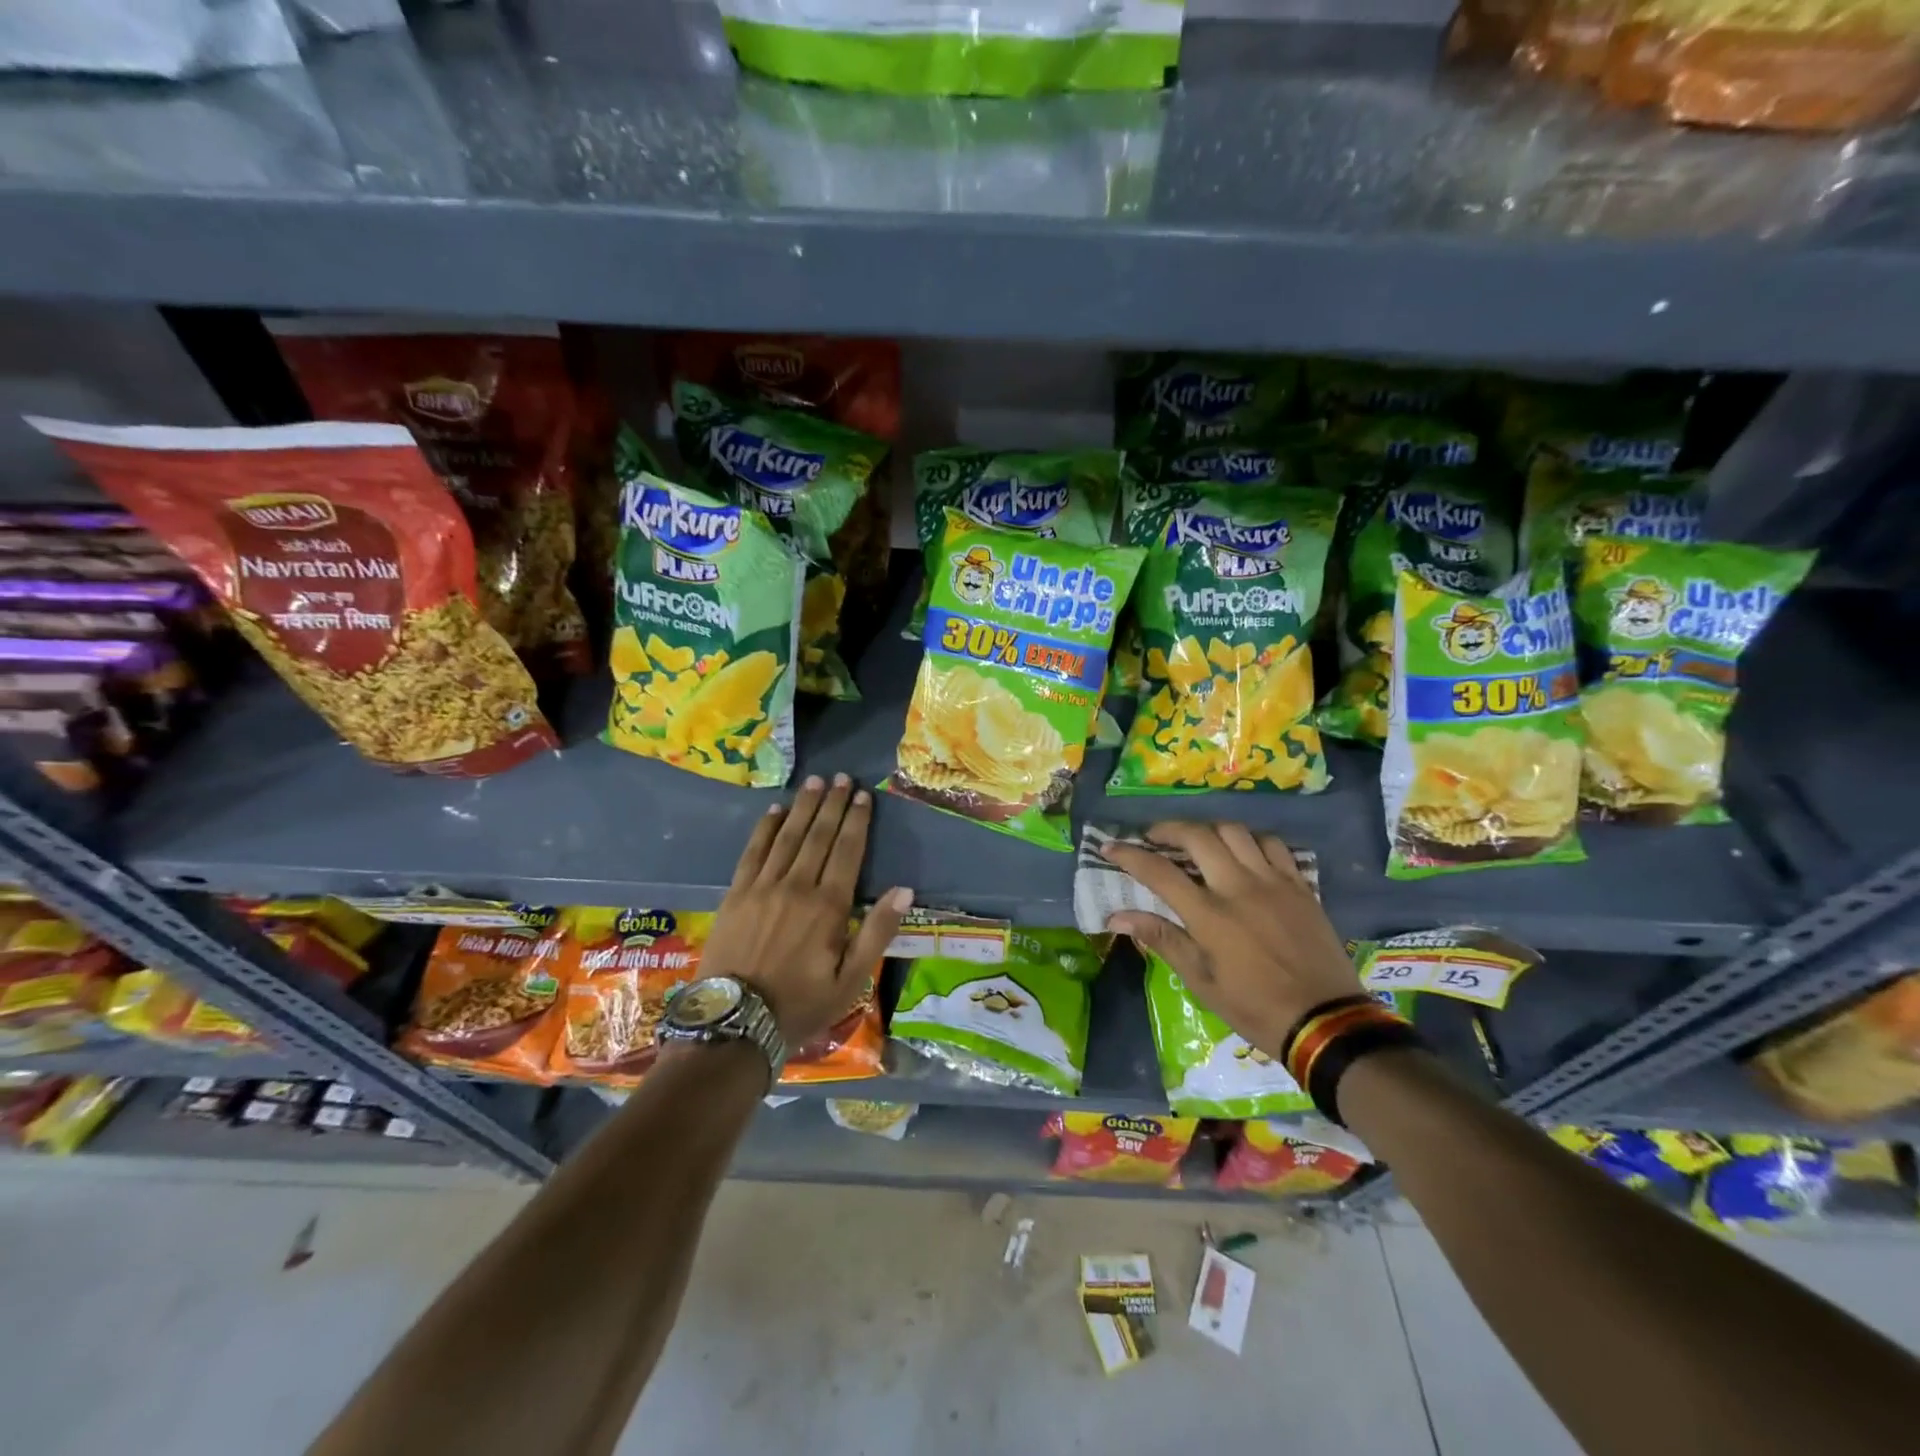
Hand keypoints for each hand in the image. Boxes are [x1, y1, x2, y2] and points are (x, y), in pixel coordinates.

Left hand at [701, 774, 912, 1050]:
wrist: (735, 1023)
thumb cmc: (801, 1004)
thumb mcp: (851, 980)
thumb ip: (877, 932)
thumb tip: (904, 890)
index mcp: (828, 906)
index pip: (847, 851)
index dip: (857, 820)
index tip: (863, 795)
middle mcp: (797, 886)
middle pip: (818, 836)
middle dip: (833, 804)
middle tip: (842, 777)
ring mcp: (762, 887)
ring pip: (788, 836)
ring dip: (803, 807)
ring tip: (816, 782)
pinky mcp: (736, 894)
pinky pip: (753, 851)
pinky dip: (765, 828)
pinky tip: (774, 810)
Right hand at [1101, 821, 1359, 1055]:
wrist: (1326, 1020)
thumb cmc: (1255, 1007)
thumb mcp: (1201, 982)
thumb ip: (1162, 939)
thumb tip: (1117, 916)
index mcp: (1210, 915)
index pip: (1159, 871)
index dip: (1129, 855)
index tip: (1109, 847)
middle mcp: (1239, 887)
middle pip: (1197, 836)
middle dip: (1167, 829)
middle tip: (1154, 837)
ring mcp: (1273, 881)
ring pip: (1234, 831)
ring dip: (1208, 829)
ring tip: (1197, 842)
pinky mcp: (1299, 885)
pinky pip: (1271, 844)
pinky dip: (1249, 840)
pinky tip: (1242, 852)